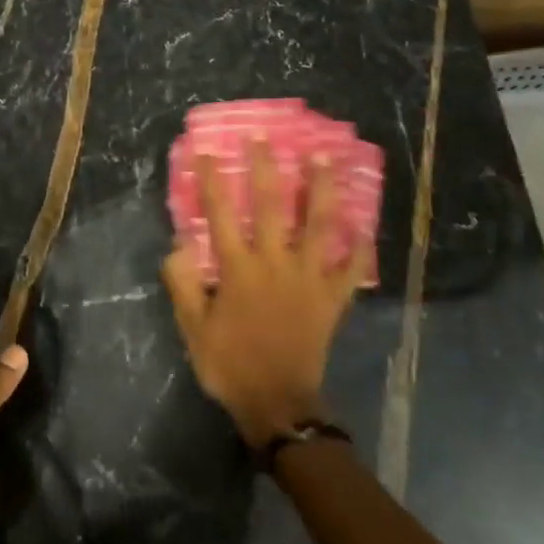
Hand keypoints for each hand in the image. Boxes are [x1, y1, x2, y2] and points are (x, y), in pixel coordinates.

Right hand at [162, 141, 367, 447]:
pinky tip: (363, 226)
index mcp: (239, 270)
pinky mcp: (332, 299)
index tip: (207, 153)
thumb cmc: (230, 364)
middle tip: (267, 139)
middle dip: (267, 169)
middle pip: (272, 207)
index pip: (221, 215)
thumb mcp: (192, 328)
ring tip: (324, 160)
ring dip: (321, 190)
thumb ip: (183, 284)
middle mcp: (276, 264)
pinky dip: (358, 247)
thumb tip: (180, 244)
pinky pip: (350, 268)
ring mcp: (309, 279)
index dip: (212, 181)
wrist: (277, 404)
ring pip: (319, 225)